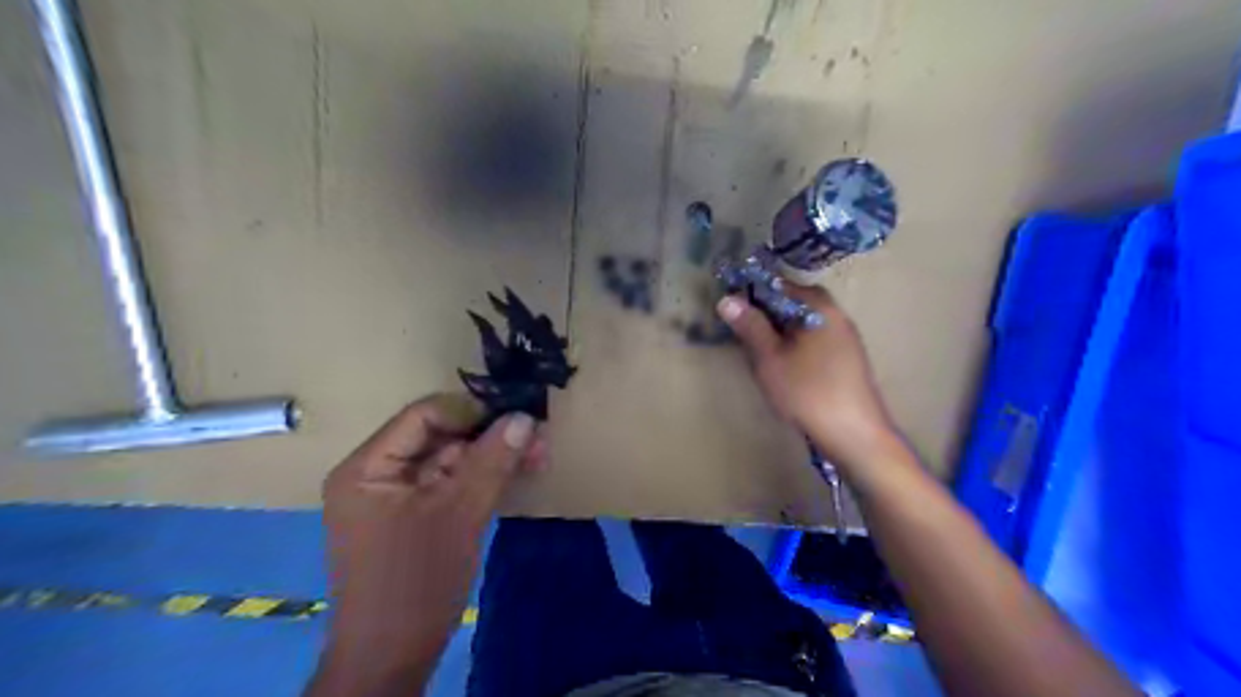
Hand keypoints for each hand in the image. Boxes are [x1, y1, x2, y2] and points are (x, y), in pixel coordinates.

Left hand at [308, 395, 544, 693]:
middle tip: (537, 439)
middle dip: (490, 437)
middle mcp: (378, 474)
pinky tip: (518, 475)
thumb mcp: (459, 514)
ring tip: (538, 456)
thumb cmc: (416, 582)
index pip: (423, 415)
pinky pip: (452, 484)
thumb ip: (491, 461)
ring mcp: (397, 497)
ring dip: (493, 458)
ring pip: (452, 460)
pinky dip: (484, 479)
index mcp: (369, 467)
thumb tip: (525, 417)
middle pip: (440, 436)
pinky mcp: (416, 517)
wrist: (393, 658)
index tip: (517, 416)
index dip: (471, 411)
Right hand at [719, 287, 903, 471]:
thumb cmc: (807, 391)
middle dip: (766, 317)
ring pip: (802, 324)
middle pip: (792, 304)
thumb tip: (727, 299)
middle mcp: (836, 314)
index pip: (778, 285)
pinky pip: (814, 341)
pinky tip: (786, 370)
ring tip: (762, 356)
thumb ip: (749, 326)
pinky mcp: (848, 359)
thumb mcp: (769, 357)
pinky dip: (796, 347)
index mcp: (819, 306)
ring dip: (780, 334)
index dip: (751, 295)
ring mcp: (846, 337)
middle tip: (745, 339)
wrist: (854, 434)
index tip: (732, 312)